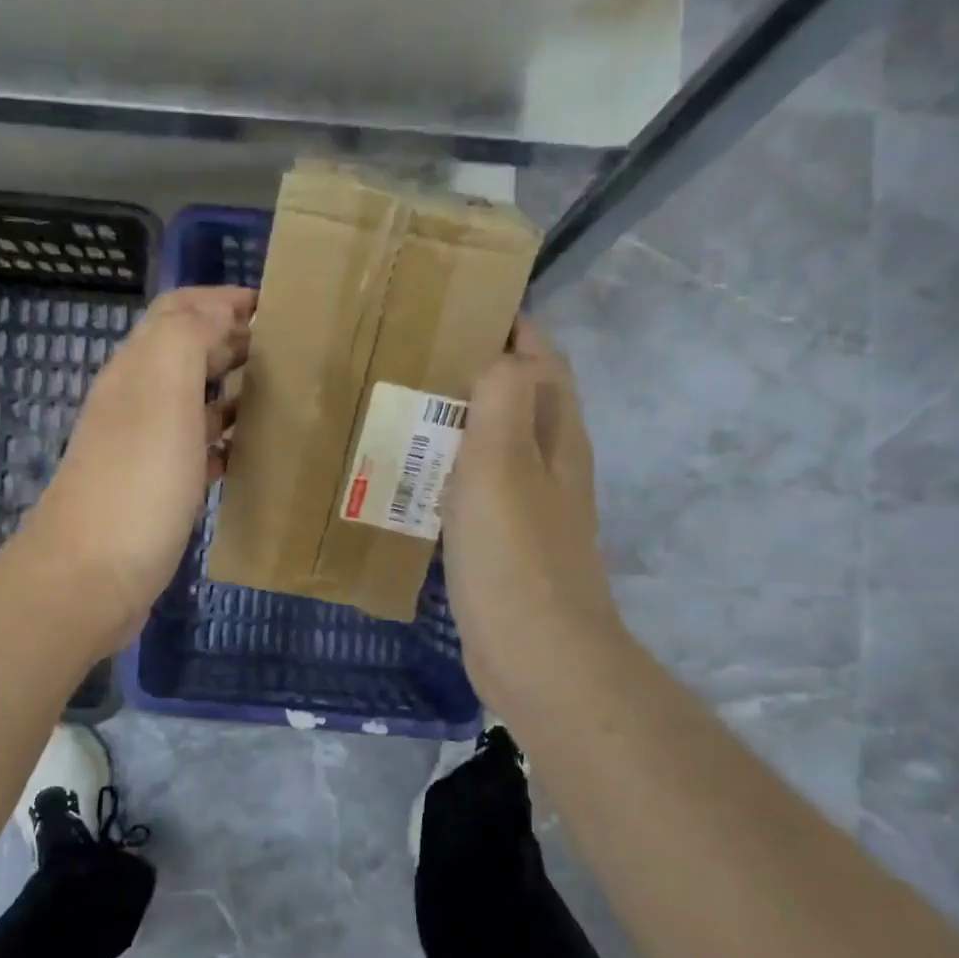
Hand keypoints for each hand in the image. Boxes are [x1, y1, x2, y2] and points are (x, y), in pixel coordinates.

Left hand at [25, 286, 253, 649]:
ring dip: (235, 392)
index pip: (178, 311)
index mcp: (138, 369)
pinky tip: (254, 454)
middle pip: (188, 353)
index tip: (278, 308)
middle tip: (292, 353)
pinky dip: (226, 441)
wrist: (91, 576)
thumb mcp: (163, 393)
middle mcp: (137, 401)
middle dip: (236, 342)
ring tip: (285, 399)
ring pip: (195, 403)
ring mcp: (145, 448)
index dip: (223, 300)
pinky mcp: (156, 490)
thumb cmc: (137, 481)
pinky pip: (198, 450)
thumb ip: (187, 337)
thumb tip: (218, 310)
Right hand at [441, 318, 624, 720]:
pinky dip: (447, 470)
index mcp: (556, 432)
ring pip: (493, 443)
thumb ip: (505, 397)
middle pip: (518, 396)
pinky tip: (410, 475)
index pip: (540, 356)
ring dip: (457, 420)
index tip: (454, 304)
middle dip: (476, 367)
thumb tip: (499, 353)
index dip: (508, 324)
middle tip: (411, 353)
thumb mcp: (504, 461)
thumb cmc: (515, 553)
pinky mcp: (504, 541)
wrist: (536, 653)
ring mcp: (529, 504)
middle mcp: (550, 461)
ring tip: (402, 404)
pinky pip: (474, 487)